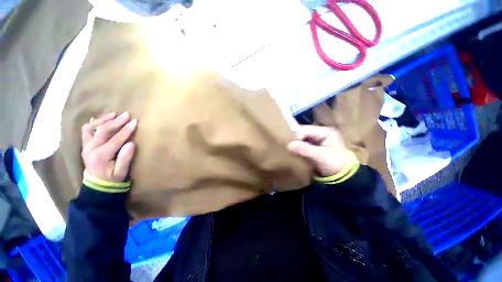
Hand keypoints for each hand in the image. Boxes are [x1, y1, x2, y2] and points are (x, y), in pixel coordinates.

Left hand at [81, 112, 137, 181]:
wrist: (97, 185)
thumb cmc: (112, 178)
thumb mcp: (122, 171)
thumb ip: (125, 158)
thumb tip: (131, 143)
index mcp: (101, 155)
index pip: (115, 139)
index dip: (126, 130)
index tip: (135, 121)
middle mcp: (91, 149)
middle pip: (102, 131)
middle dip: (115, 122)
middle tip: (126, 115)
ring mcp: (86, 146)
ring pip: (91, 128)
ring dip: (103, 120)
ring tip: (113, 114)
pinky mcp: (85, 145)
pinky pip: (86, 131)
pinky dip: (93, 124)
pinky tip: (98, 119)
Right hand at [288, 125, 347, 176]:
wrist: (343, 177)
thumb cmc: (335, 165)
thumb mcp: (321, 157)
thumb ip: (305, 149)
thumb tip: (289, 145)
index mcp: (325, 131)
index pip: (305, 129)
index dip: (295, 135)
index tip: (287, 143)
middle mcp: (320, 132)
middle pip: (303, 132)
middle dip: (294, 138)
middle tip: (285, 144)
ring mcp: (317, 139)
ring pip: (301, 138)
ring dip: (295, 143)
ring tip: (287, 147)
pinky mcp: (314, 146)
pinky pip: (302, 143)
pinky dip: (297, 147)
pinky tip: (292, 151)